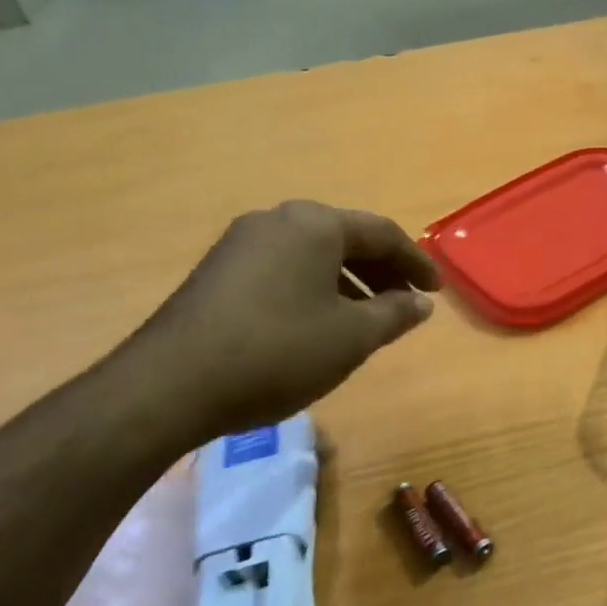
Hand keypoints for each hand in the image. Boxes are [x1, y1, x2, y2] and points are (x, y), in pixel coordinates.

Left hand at [119, 202, 440, 443]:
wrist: (170, 385)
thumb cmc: (278, 352)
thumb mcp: (352, 337)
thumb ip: (395, 313)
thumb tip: (420, 303)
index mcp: (315, 224)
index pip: (382, 233)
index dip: (416, 263)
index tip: (436, 292)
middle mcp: (277, 220)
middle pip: (346, 239)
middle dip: (382, 271)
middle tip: (407, 302)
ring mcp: (241, 243)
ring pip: (313, 255)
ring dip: (349, 282)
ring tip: (369, 318)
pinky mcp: (218, 271)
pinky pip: (284, 269)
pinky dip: (314, 289)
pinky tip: (319, 324)